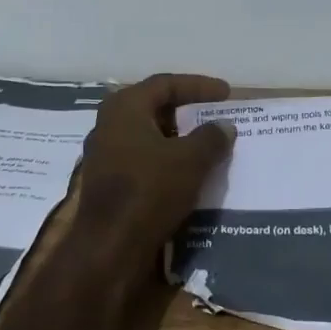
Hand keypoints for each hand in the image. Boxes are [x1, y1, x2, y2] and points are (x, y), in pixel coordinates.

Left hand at [75, 73, 234, 250]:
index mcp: (125, 107)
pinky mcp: (107, 182)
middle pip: (153, 107)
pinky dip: (165, 161)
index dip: (198, 86)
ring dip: (176, 139)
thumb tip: (224, 125)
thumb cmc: (150, 190)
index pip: (165, 84)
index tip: (226, 93)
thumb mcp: (191, 160)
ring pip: (147, 136)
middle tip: (213, 115)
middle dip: (185, 111)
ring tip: (205, 145)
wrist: (110, 246)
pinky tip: (185, 173)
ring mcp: (104, 154)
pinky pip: (142, 160)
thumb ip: (211, 137)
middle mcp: (109, 124)